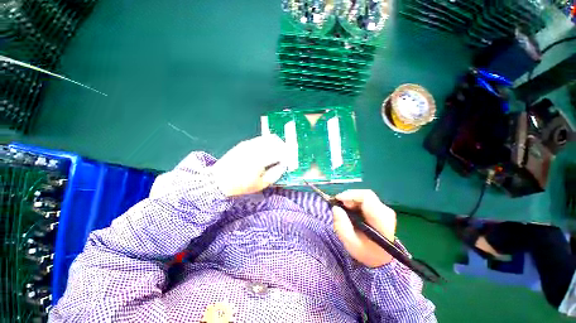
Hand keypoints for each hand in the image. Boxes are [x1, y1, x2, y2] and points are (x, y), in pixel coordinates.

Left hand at [212, 135, 288, 196]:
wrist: (219, 180)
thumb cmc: (241, 185)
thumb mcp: (261, 184)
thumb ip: (275, 173)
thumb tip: (283, 165)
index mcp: (259, 159)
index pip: (279, 151)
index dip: (287, 155)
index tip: (290, 160)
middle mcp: (255, 148)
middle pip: (275, 141)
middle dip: (283, 147)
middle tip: (286, 156)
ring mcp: (249, 144)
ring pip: (268, 138)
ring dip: (276, 144)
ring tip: (278, 153)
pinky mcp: (245, 143)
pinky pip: (261, 139)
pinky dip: (268, 143)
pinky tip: (268, 151)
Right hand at [332, 190, 396, 267]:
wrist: (380, 258)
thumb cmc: (365, 252)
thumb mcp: (350, 243)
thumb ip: (342, 225)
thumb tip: (336, 208)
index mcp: (381, 221)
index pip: (367, 198)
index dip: (351, 195)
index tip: (338, 199)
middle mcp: (386, 212)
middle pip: (366, 195)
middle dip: (349, 197)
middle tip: (339, 205)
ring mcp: (385, 210)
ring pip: (365, 196)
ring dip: (351, 199)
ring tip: (343, 208)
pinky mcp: (381, 210)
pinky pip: (366, 200)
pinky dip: (355, 202)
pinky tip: (350, 209)